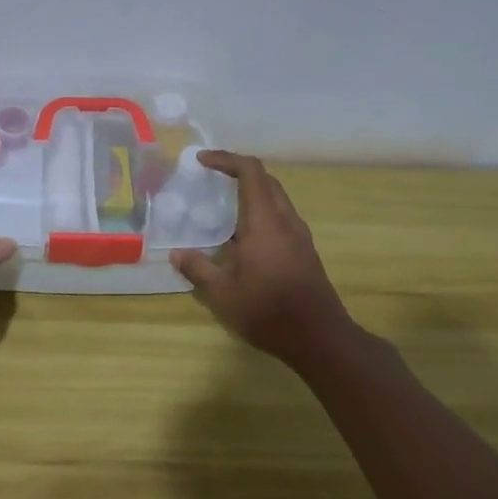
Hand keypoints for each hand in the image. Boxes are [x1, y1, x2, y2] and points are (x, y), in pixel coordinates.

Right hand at [171, 150, 351, 360]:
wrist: (320, 339)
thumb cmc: (269, 312)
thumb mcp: (223, 294)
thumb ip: (198, 269)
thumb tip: (177, 254)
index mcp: (266, 222)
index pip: (250, 172)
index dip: (226, 159)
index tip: (202, 161)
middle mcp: (286, 221)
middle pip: (266, 181)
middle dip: (238, 172)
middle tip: (211, 179)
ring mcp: (299, 236)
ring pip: (276, 199)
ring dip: (251, 194)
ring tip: (222, 208)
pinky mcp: (304, 251)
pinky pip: (281, 218)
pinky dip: (260, 213)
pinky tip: (242, 238)